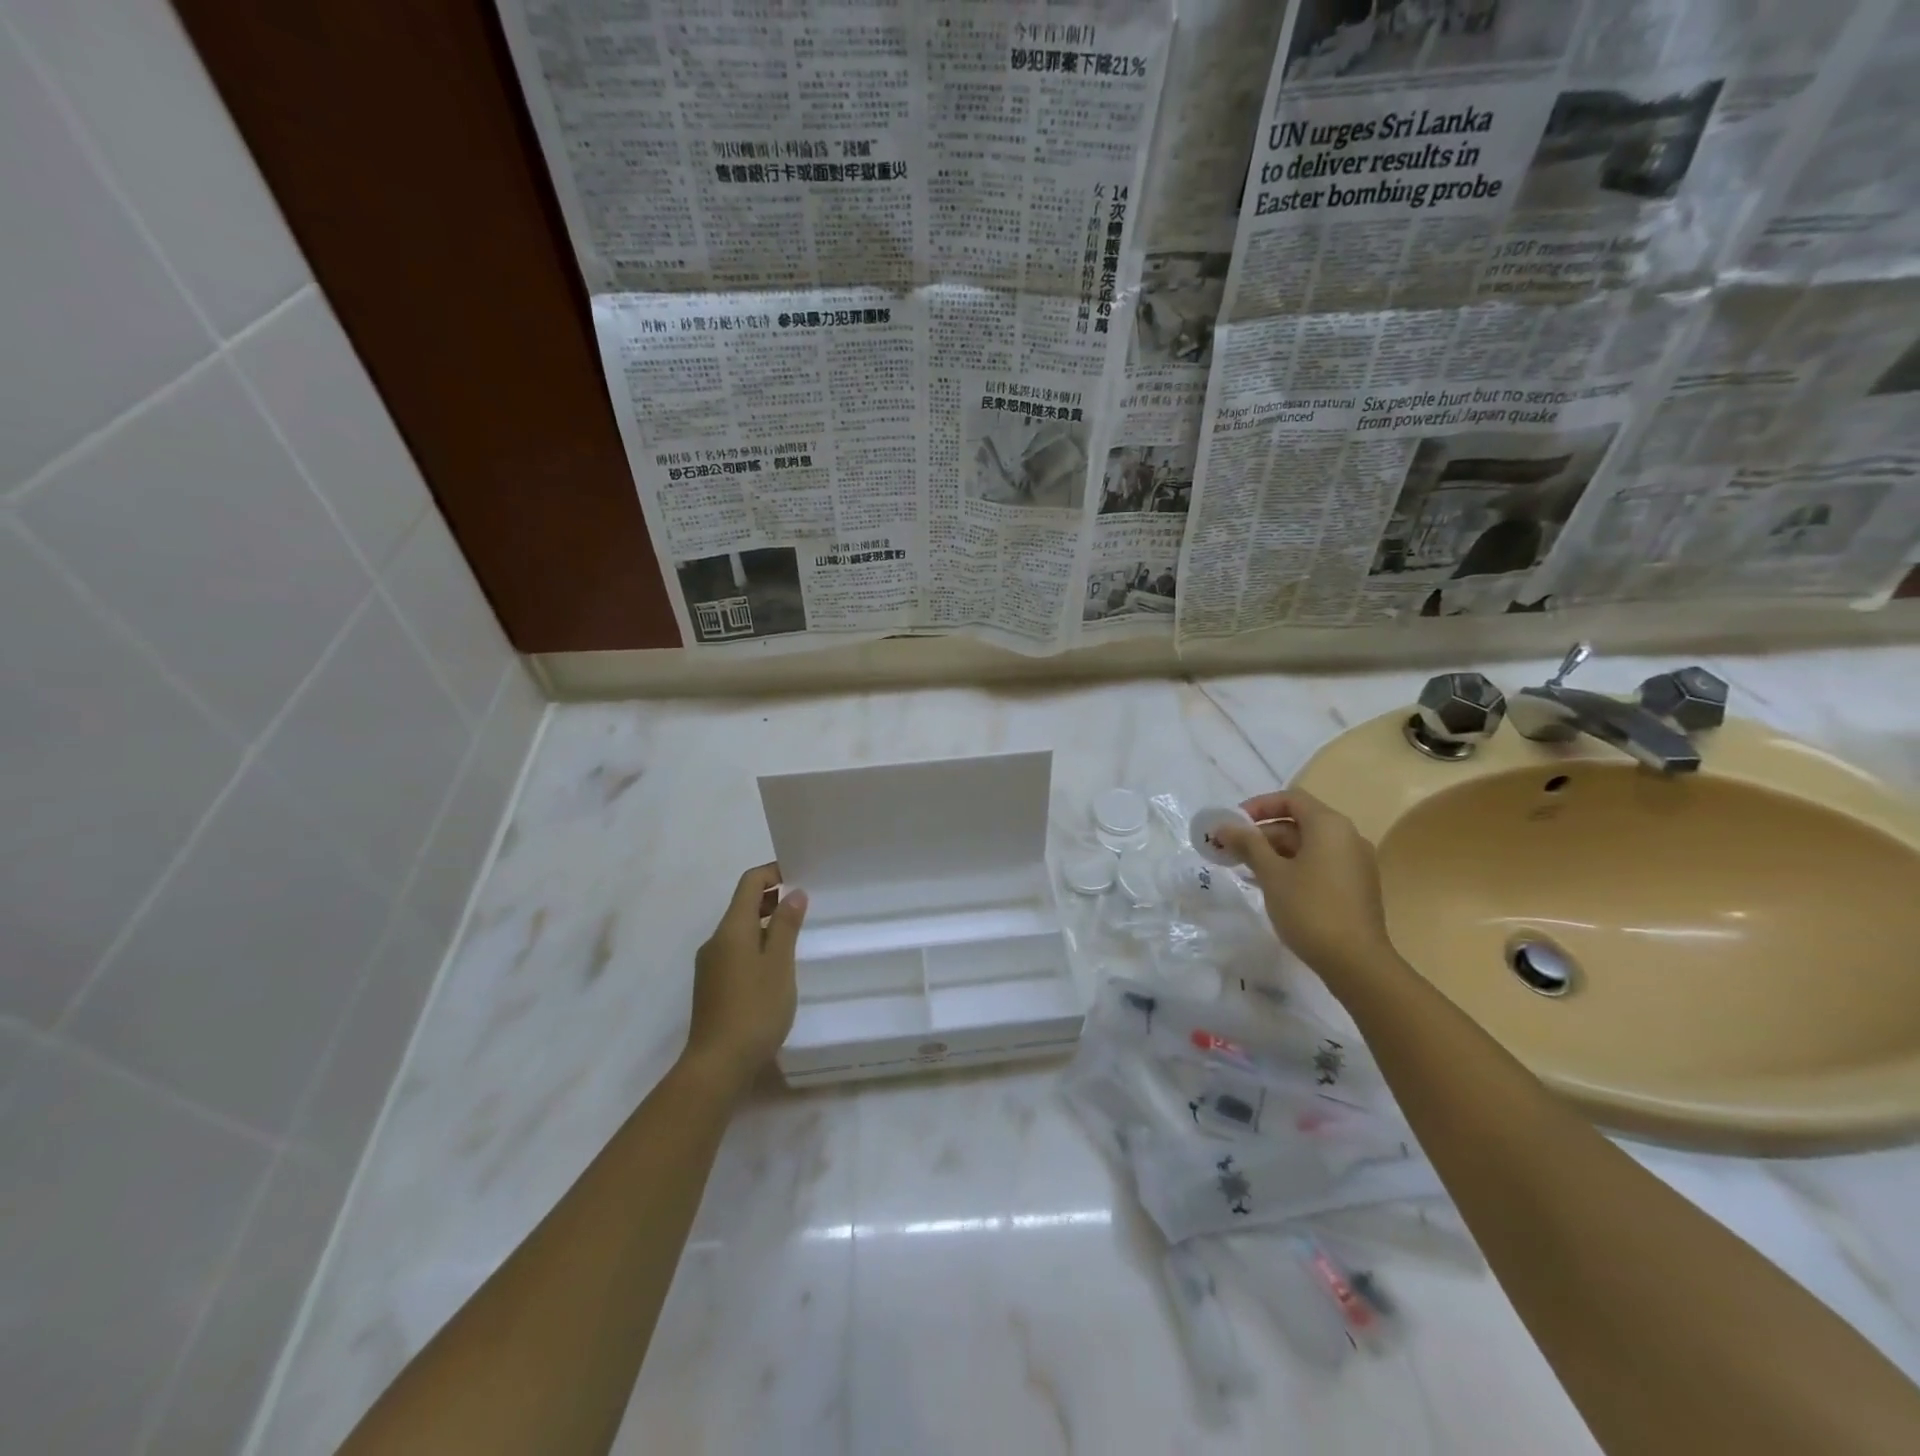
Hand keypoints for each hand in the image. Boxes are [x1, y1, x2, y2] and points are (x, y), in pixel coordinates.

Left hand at [683, 863, 807, 1095]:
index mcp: (732, 929)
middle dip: (772, 898)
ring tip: (796, 934)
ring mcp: (711, 965)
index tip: (800, 876)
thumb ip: (786, 926)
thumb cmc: (755, 1009)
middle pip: (743, 905)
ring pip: (740, 930)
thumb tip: (793, 893)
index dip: (773, 873)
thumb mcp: (779, 964)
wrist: (717, 1065)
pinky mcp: (712, 986)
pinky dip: (757, 945)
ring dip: (766, 924)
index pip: (749, 884)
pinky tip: (777, 966)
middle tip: (805, 904)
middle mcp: (716, 940)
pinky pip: (736, 951)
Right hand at [1213, 788, 1394, 982]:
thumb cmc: (1310, 909)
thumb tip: (1224, 825)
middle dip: (1262, 833)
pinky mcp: (1356, 886)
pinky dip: (1293, 867)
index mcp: (1329, 826)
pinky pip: (1319, 864)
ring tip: (1245, 870)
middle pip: (1299, 822)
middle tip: (1232, 850)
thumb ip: (1247, 844)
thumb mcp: (1271, 873)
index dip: (1258, 806)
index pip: (1291, 799)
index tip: (1233, 823)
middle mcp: (1347, 837)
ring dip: (1275, 852)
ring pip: (1308, 845)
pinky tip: (1271, 887)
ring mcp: (1355, 863)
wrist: (1356, 962)